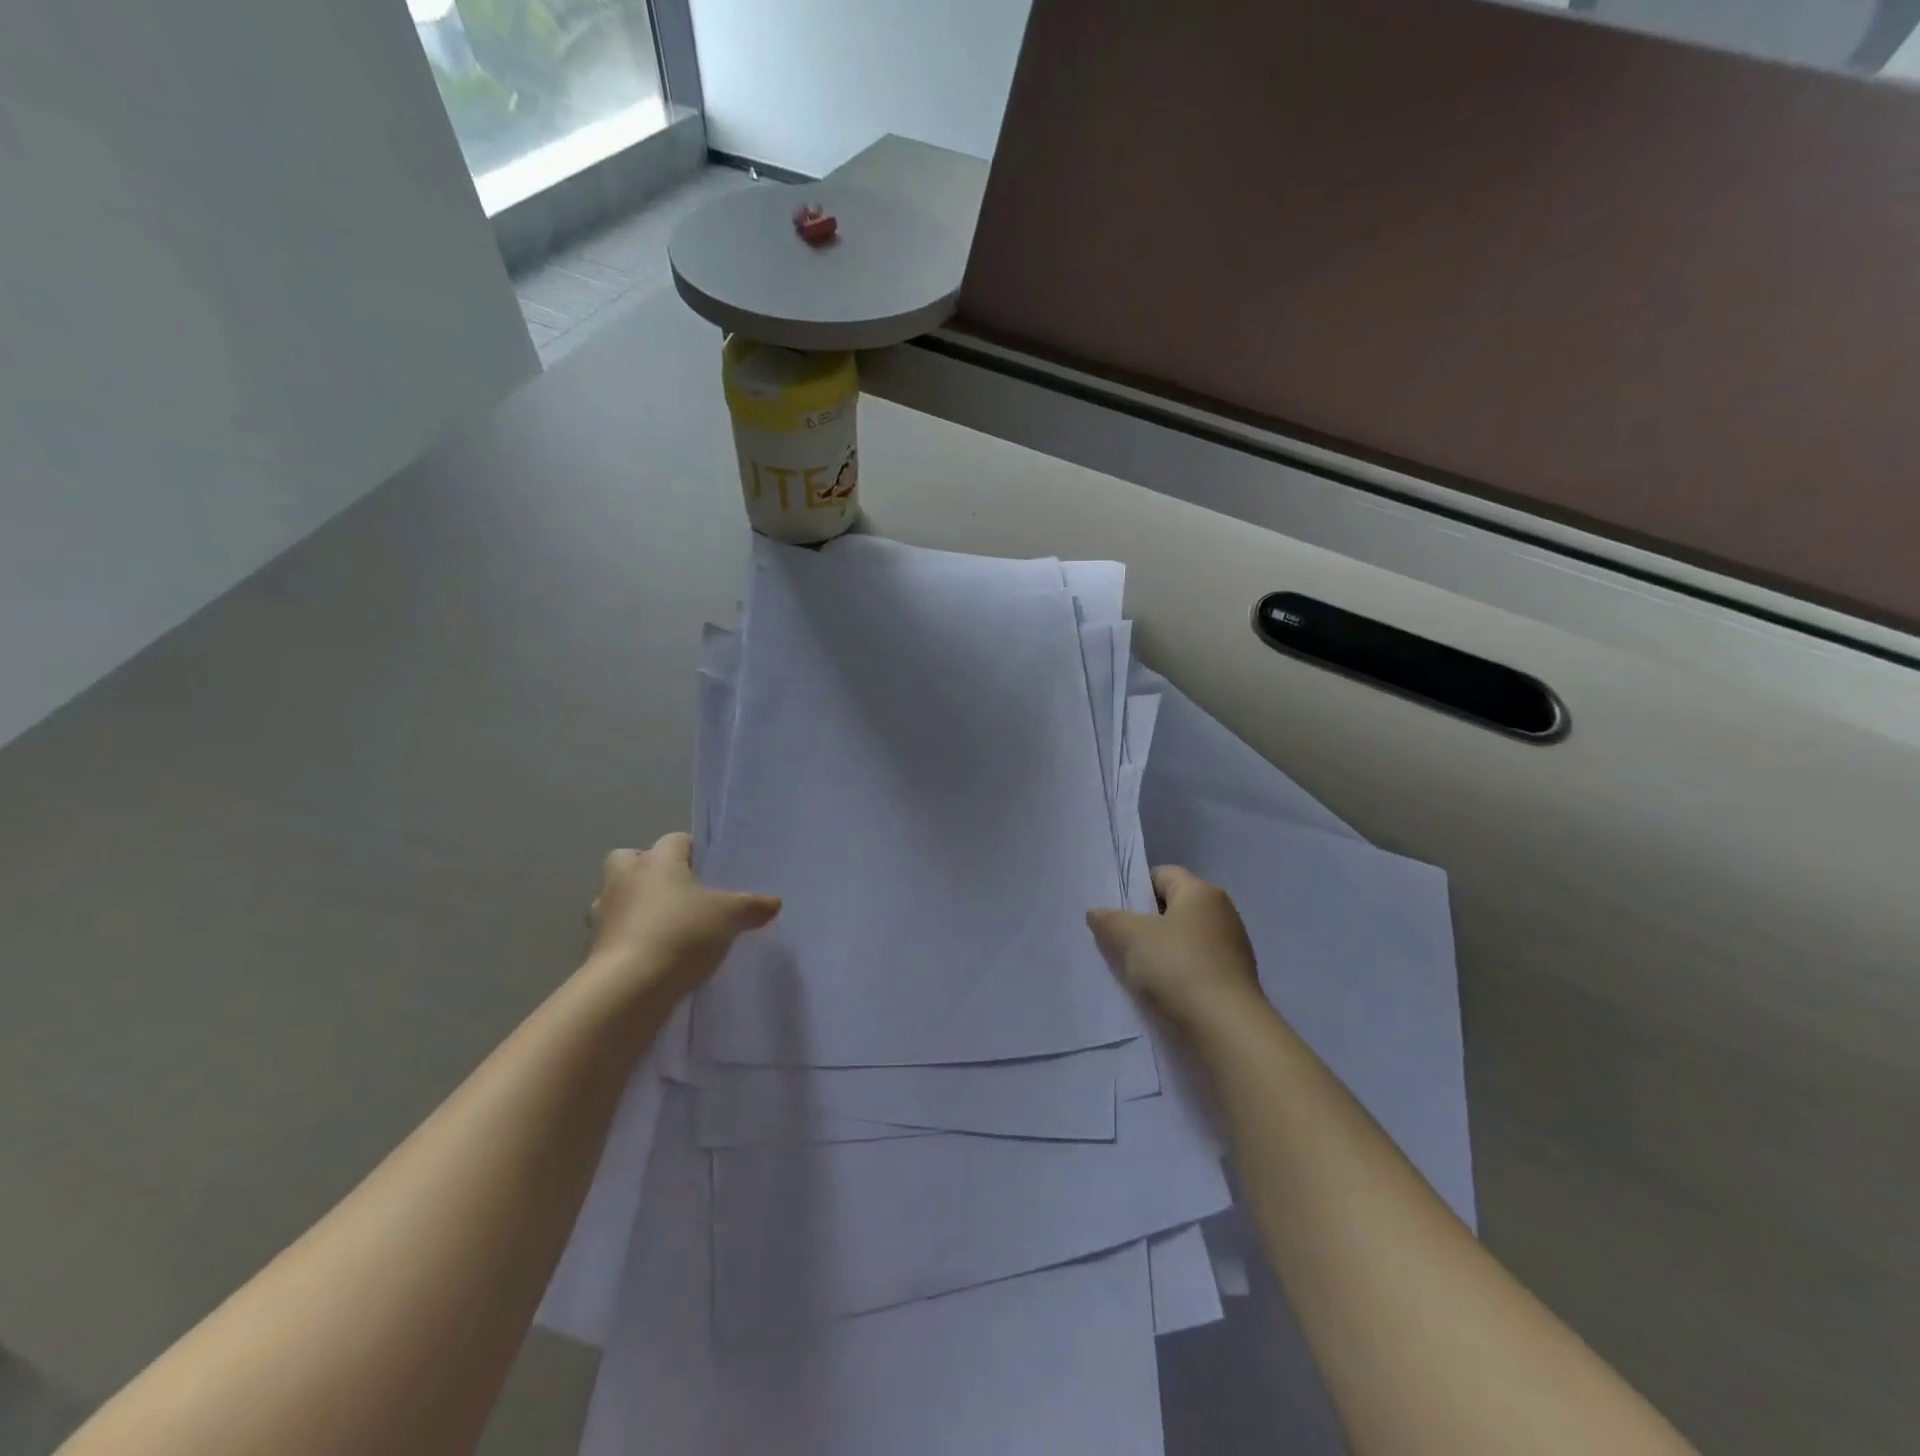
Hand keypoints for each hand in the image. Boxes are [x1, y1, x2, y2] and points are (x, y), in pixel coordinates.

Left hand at [588, 832, 780, 1003]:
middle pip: (630, 858)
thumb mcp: (730, 917)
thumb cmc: (682, 933)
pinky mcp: (595, 945)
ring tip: (664, 925)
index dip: (693, 852)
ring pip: (618, 894)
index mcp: (658, 860)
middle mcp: (625, 877)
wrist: (630, 987)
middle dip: (649, 869)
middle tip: (677, 891)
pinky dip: (629, 936)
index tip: (710, 871)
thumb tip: (774, 902)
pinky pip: (615, 930)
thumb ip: (752, 906)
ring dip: (635, 904)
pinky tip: (654, 953)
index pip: (676, 840)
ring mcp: (605, 911)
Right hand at [1086, 865, 1263, 1031]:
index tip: (1116, 914)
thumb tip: (1097, 913)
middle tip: (1118, 942)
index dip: (1136, 890)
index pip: (1162, 875)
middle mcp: (1222, 912)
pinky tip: (1161, 992)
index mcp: (1201, 892)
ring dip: (1161, 952)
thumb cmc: (1177, 967)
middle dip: (1146, 923)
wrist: (1225, 1028)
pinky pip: (1196, 966)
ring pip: (1184, 940)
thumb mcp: (1130, 937)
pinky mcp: (1235, 980)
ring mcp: (1233, 948)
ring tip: (1136, 972)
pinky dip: (1178, 975)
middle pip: (1173, 908)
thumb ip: (1109, 920)